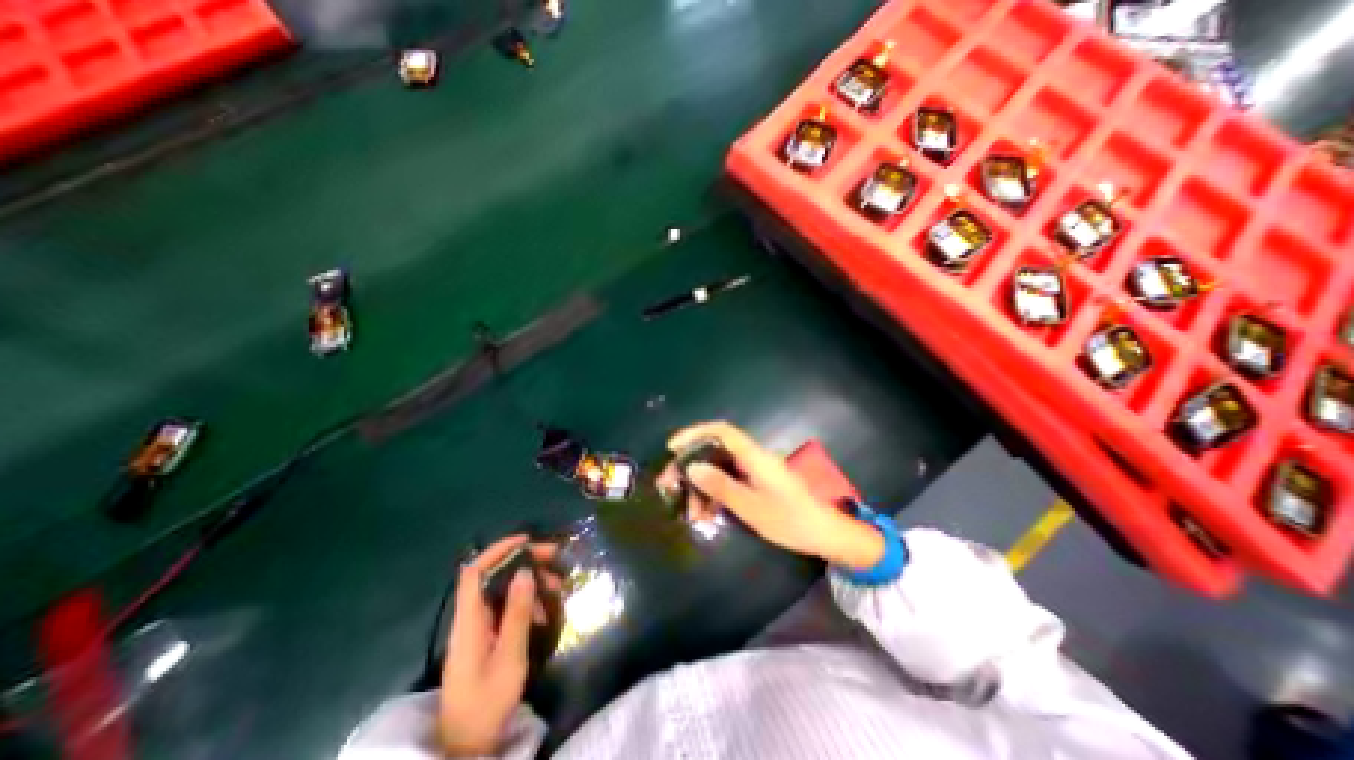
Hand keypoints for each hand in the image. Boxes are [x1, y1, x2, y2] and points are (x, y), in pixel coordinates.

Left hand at [444, 537, 561, 757]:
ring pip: (503, 591)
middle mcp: (471, 619)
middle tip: (555, 559)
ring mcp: (478, 629)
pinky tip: (543, 612)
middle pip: (494, 576)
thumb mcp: (509, 657)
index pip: (475, 572)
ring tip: (556, 588)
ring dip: (529, 583)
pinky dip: (526, 603)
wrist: (467, 746)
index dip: (498, 550)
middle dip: (524, 562)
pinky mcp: (486, 638)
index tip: (527, 540)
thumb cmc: (487, 702)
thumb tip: (524, 571)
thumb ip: (516, 613)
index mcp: (469, 621)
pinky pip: (507, 609)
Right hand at [659, 422, 890, 568]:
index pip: (721, 430)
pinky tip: (706, 514)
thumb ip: (721, 486)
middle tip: (670, 486)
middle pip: (715, 450)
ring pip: (719, 468)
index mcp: (754, 456)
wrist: (825, 535)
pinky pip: (729, 481)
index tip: (672, 448)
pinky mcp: (756, 482)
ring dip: (701, 486)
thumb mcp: (752, 507)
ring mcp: (755, 470)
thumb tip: (692, 467)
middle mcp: (752, 457)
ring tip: (691, 512)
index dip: (694, 433)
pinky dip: (715, 494)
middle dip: (690, 466)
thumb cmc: (791, 521)